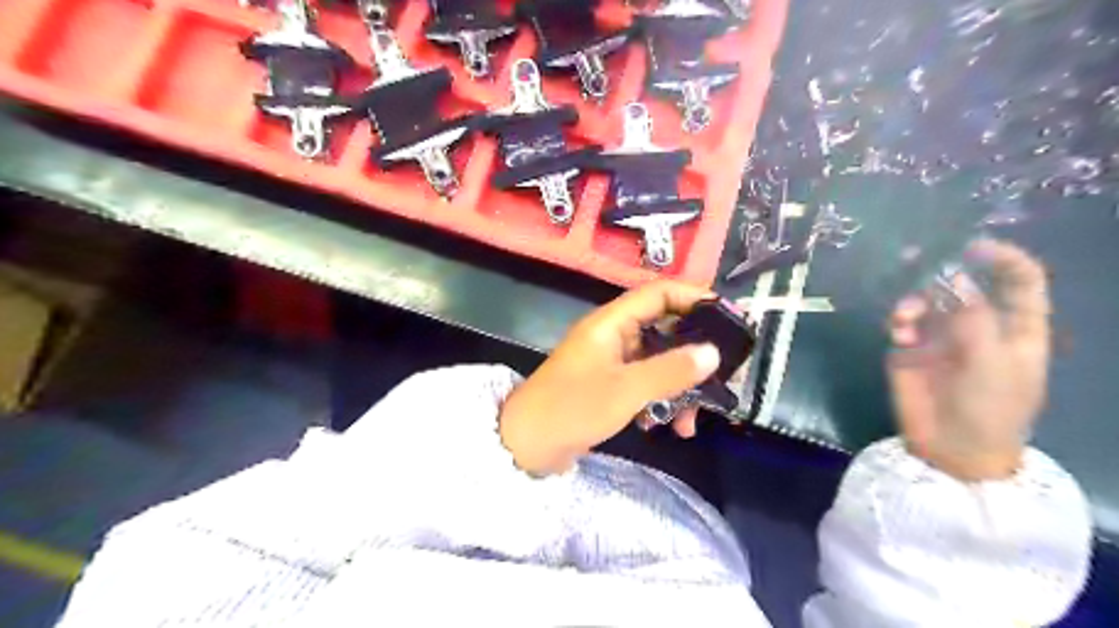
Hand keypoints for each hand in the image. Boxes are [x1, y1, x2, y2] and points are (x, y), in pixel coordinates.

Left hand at [497, 281, 719, 476]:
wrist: (526, 445)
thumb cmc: (572, 408)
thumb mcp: (625, 390)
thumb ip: (670, 371)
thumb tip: (714, 353)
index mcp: (611, 323)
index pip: (658, 293)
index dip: (693, 297)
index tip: (729, 314)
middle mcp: (613, 336)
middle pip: (664, 329)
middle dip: (694, 353)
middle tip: (724, 373)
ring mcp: (612, 362)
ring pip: (659, 362)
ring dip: (680, 386)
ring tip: (695, 418)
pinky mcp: (611, 386)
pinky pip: (646, 384)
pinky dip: (663, 401)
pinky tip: (672, 427)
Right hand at [889, 241, 1054, 481]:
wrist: (952, 451)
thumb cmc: (991, 410)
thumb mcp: (992, 365)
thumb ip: (974, 319)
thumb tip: (953, 277)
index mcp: (1016, 327)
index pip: (1019, 280)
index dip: (1001, 258)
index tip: (970, 247)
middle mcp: (978, 324)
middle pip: (962, 283)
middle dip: (938, 272)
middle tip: (912, 260)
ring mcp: (942, 336)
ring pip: (926, 299)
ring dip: (913, 300)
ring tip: (903, 317)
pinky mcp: (910, 349)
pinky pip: (902, 322)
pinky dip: (898, 321)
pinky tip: (899, 336)